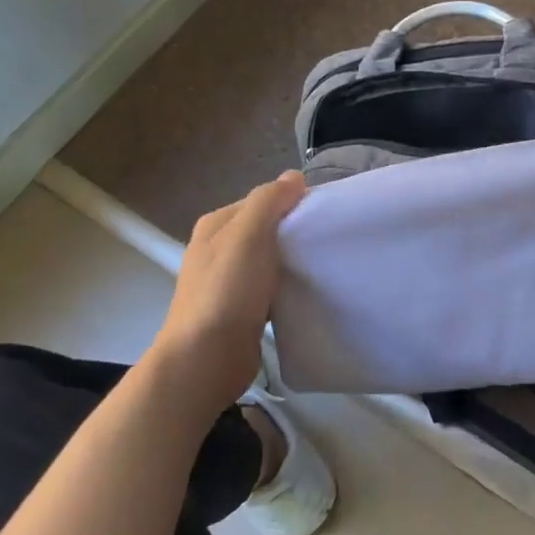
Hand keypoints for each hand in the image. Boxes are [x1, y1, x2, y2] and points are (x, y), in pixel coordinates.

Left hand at [154, 171, 306, 415]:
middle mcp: (217, 249)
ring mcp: (227, 282)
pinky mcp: (240, 310)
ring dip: (292, 262)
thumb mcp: (249, 235)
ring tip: (323, 265)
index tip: (326, 214)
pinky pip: (271, 288)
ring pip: (270, 260)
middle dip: (295, 233)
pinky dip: (287, 287)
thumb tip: (293, 177)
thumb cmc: (227, 291)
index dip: (293, 203)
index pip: (262, 201)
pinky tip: (306, 293)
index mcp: (216, 225)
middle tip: (329, 239)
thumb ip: (269, 201)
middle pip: (266, 230)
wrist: (206, 358)